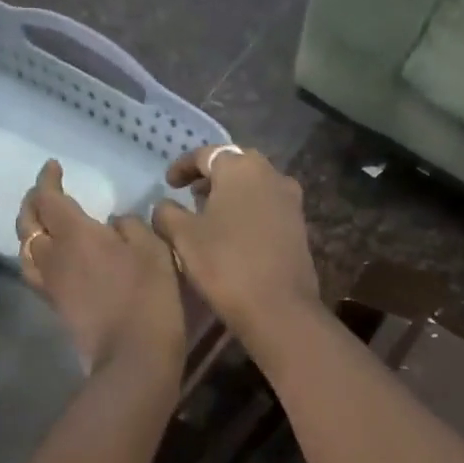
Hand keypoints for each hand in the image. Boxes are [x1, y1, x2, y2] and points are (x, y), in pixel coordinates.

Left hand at [16, 160, 184, 379]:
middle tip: (45, 192)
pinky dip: (37, 256)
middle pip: (27, 222)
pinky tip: (54, 257)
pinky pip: (35, 272)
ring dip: (30, 231)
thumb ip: (130, 226)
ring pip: (25, 249)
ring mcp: (51, 283)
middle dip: (33, 202)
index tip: (54, 166)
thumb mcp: (152, 249)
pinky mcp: (56, 305)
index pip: (48, 198)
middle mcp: (53, 254)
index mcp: (74, 233)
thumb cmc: (147, 295)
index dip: (47, 179)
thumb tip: (114, 222)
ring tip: (43, 224)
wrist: (132, 353)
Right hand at [150, 145, 320, 349]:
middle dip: (211, 177)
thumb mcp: (183, 237)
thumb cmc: (225, 265)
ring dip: (231, 194)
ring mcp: (290, 200)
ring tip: (210, 215)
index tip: (168, 184)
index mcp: (241, 167)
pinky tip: (235, 233)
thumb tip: (164, 206)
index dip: (182, 167)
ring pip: (254, 186)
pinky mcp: (299, 225)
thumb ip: (167, 214)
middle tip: (191, 195)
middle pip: (235, 165)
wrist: (278, 308)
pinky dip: (249, 210)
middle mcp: (271, 174)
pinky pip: (268, 206)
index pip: (205, 154)